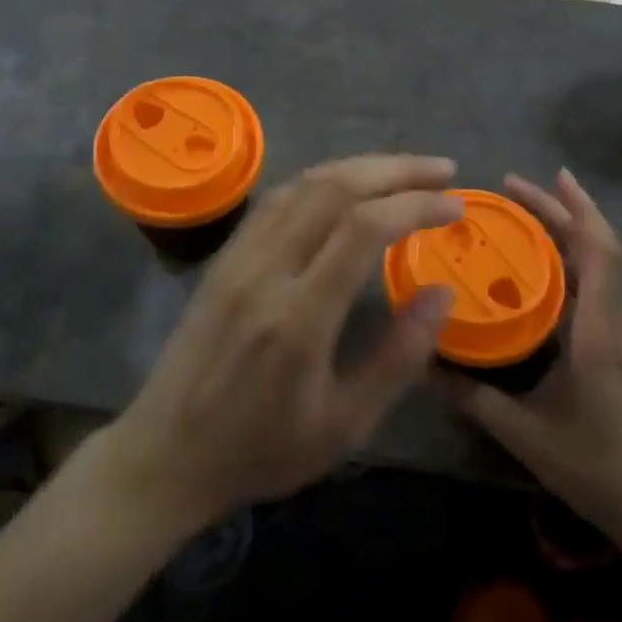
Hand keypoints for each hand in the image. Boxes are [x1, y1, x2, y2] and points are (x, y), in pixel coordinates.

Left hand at [105, 155, 461, 530]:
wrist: (166, 454)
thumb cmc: (262, 450)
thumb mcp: (344, 426)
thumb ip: (398, 358)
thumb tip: (442, 292)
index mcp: (299, 319)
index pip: (363, 229)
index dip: (415, 204)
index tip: (455, 206)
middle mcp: (265, 272)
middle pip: (334, 189)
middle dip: (395, 169)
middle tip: (444, 170)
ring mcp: (238, 258)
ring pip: (303, 184)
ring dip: (359, 166)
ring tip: (405, 170)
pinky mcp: (224, 257)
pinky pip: (277, 199)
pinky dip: (321, 180)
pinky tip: (346, 186)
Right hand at [442, 169, 621, 551]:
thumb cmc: (594, 464)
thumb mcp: (524, 433)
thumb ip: (473, 397)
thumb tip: (423, 363)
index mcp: (598, 333)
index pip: (599, 255)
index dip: (579, 210)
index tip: (551, 177)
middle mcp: (612, 321)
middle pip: (599, 247)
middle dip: (562, 209)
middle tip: (514, 186)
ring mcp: (617, 331)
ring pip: (600, 263)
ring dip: (568, 229)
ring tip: (524, 211)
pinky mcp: (614, 343)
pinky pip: (595, 283)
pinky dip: (570, 257)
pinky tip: (537, 263)